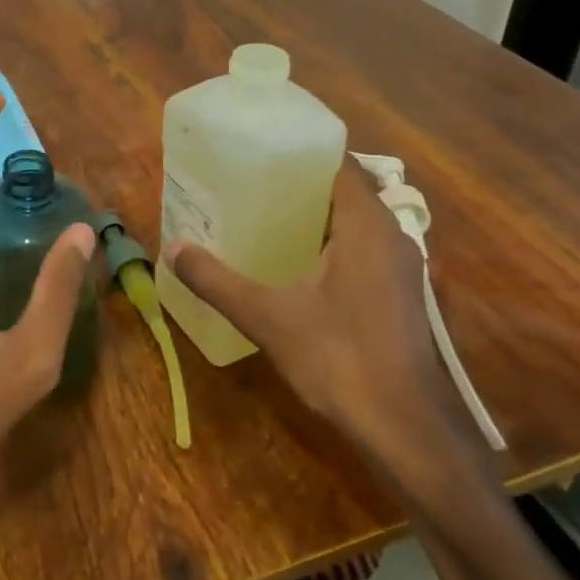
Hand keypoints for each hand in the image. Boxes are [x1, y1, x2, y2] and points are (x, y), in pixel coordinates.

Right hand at [166, 157, 491, 503]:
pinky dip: (333, 247)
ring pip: (358, 225)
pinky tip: (298, 269)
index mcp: (367, 225)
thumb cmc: (339, 358)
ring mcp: (402, 268)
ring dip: (319, 220)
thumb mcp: (268, 317)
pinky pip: (364, 252)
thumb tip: (175, 249)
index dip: (303, 154)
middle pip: (347, 193)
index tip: (263, 153)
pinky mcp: (401, 296)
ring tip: (267, 220)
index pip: (340, 165)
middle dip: (303, 188)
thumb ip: (218, 281)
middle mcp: (392, 236)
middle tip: (253, 186)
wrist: (404, 426)